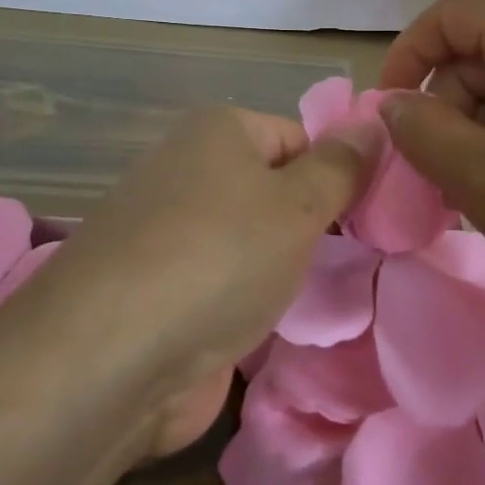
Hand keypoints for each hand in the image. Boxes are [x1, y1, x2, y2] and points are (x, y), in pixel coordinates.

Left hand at [39, 106, 377, 452]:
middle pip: (273, 190)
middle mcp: (188, 172)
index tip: (370, 220)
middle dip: (312, 225)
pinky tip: (277, 326)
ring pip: (251, 242)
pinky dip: (250, 303)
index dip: (337, 175)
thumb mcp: (297, 205)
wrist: (110, 360)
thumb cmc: (218, 257)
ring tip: (326, 296)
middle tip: (356, 260)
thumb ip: (342, 168)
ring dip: (283, 269)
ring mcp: (169, 236)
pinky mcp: (160, 293)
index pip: (299, 138)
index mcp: (217, 132)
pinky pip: (225, 285)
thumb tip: (374, 124)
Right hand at [377, 0, 484, 332]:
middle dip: (443, 107)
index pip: (449, 16)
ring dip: (472, 131)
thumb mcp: (476, 174)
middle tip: (435, 172)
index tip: (387, 112)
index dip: (408, 56)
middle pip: (475, 53)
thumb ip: (418, 129)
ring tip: (474, 190)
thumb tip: (391, 104)